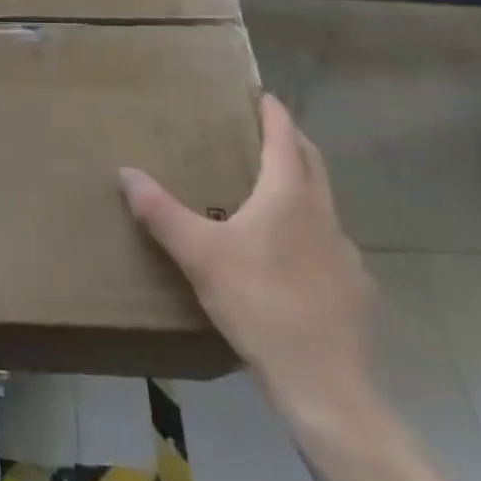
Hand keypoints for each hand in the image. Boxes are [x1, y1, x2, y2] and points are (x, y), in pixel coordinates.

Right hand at [120, 94, 374, 418]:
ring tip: (272, 193)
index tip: (264, 96)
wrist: (324, 384)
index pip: (285, 140)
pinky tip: (291, 257)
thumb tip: (126, 173)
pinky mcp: (355, 290)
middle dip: (292, 142)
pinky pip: (330, 244)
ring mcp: (346, 254)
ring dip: (302, 187)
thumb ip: (160, 212)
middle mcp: (323, 215)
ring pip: (323, 205)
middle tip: (267, 132)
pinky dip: (310, 231)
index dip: (275, 115)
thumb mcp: (198, 254)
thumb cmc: (259, 303)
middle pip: (313, 164)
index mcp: (289, 197)